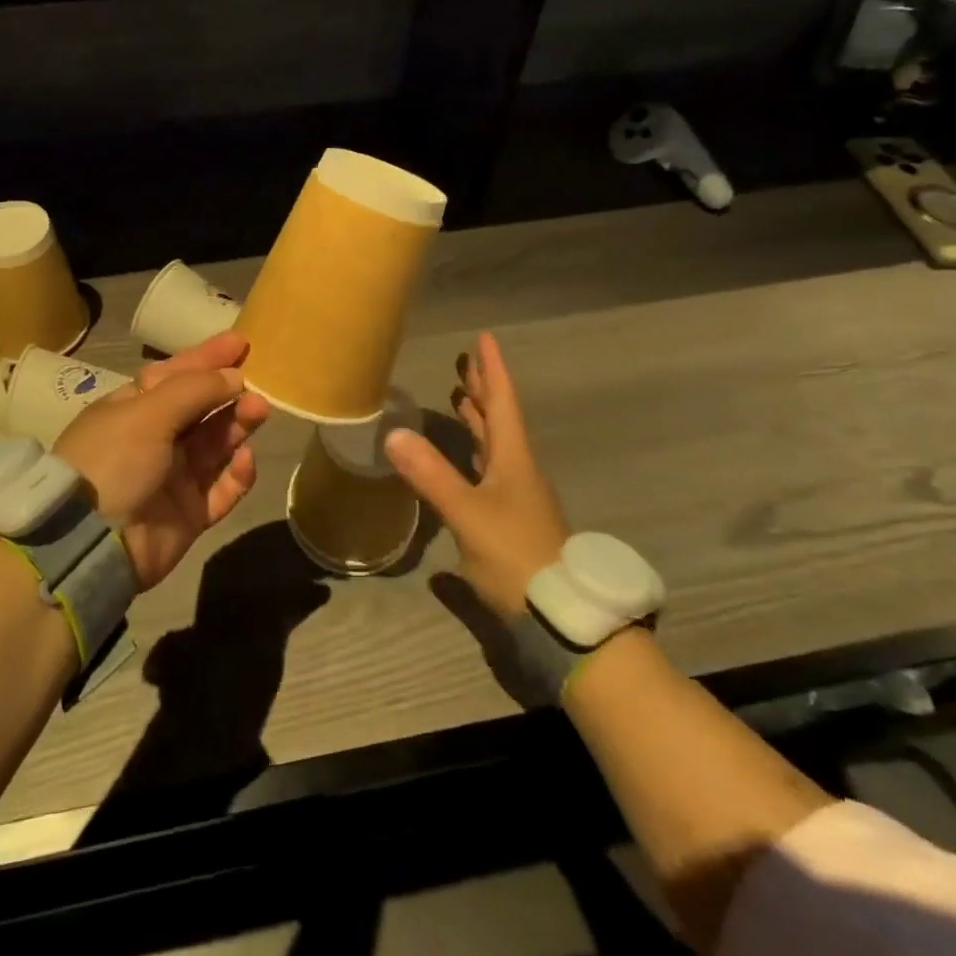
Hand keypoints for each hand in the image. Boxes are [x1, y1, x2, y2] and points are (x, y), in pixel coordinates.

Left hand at [52, 332, 271, 588]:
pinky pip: (222, 489)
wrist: (91, 543)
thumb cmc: (114, 460)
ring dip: (238, 426)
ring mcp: (172, 477)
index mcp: (132, 408)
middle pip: (201, 408)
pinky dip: (237, 474)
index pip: (175, 374)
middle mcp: (153, 438)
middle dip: (229, 392)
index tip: (241, 343)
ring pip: (215, 444)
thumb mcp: (147, 412)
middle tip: (260, 382)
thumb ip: (195, 390)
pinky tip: (245, 459)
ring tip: (259, 411)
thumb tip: (235, 376)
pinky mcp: (189, 513)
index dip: (207, 358)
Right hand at [385, 332, 568, 618]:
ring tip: (459, 396)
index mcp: (514, 459)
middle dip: (481, 388)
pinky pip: (489, 468)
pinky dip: (474, 450)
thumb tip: (393, 433)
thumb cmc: (517, 557)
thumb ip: (432, 475)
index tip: (484, 339)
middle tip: (463, 361)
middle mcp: (518, 470)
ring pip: (495, 443)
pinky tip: (463, 457)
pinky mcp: (510, 519)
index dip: (492, 370)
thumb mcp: (469, 514)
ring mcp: (516, 496)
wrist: (562, 617)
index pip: (502, 403)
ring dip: (478, 417)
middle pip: (499, 418)